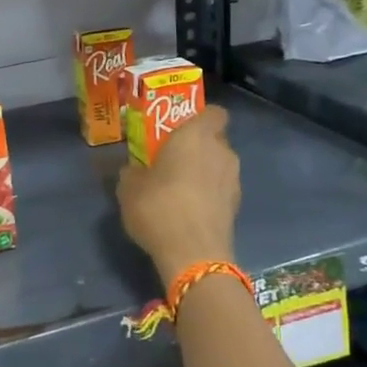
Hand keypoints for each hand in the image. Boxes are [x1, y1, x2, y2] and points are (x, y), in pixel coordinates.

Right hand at [117, 104, 240, 289]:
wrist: (193, 254)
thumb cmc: (159, 207)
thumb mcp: (129, 188)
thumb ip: (132, 172)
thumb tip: (133, 170)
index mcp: (197, 135)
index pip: (214, 112)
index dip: (200, 117)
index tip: (181, 128)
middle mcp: (222, 152)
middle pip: (215, 140)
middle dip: (198, 147)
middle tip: (173, 160)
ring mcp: (234, 180)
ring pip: (219, 166)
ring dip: (204, 173)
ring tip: (180, 190)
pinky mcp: (237, 207)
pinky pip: (221, 191)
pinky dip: (209, 196)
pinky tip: (189, 211)